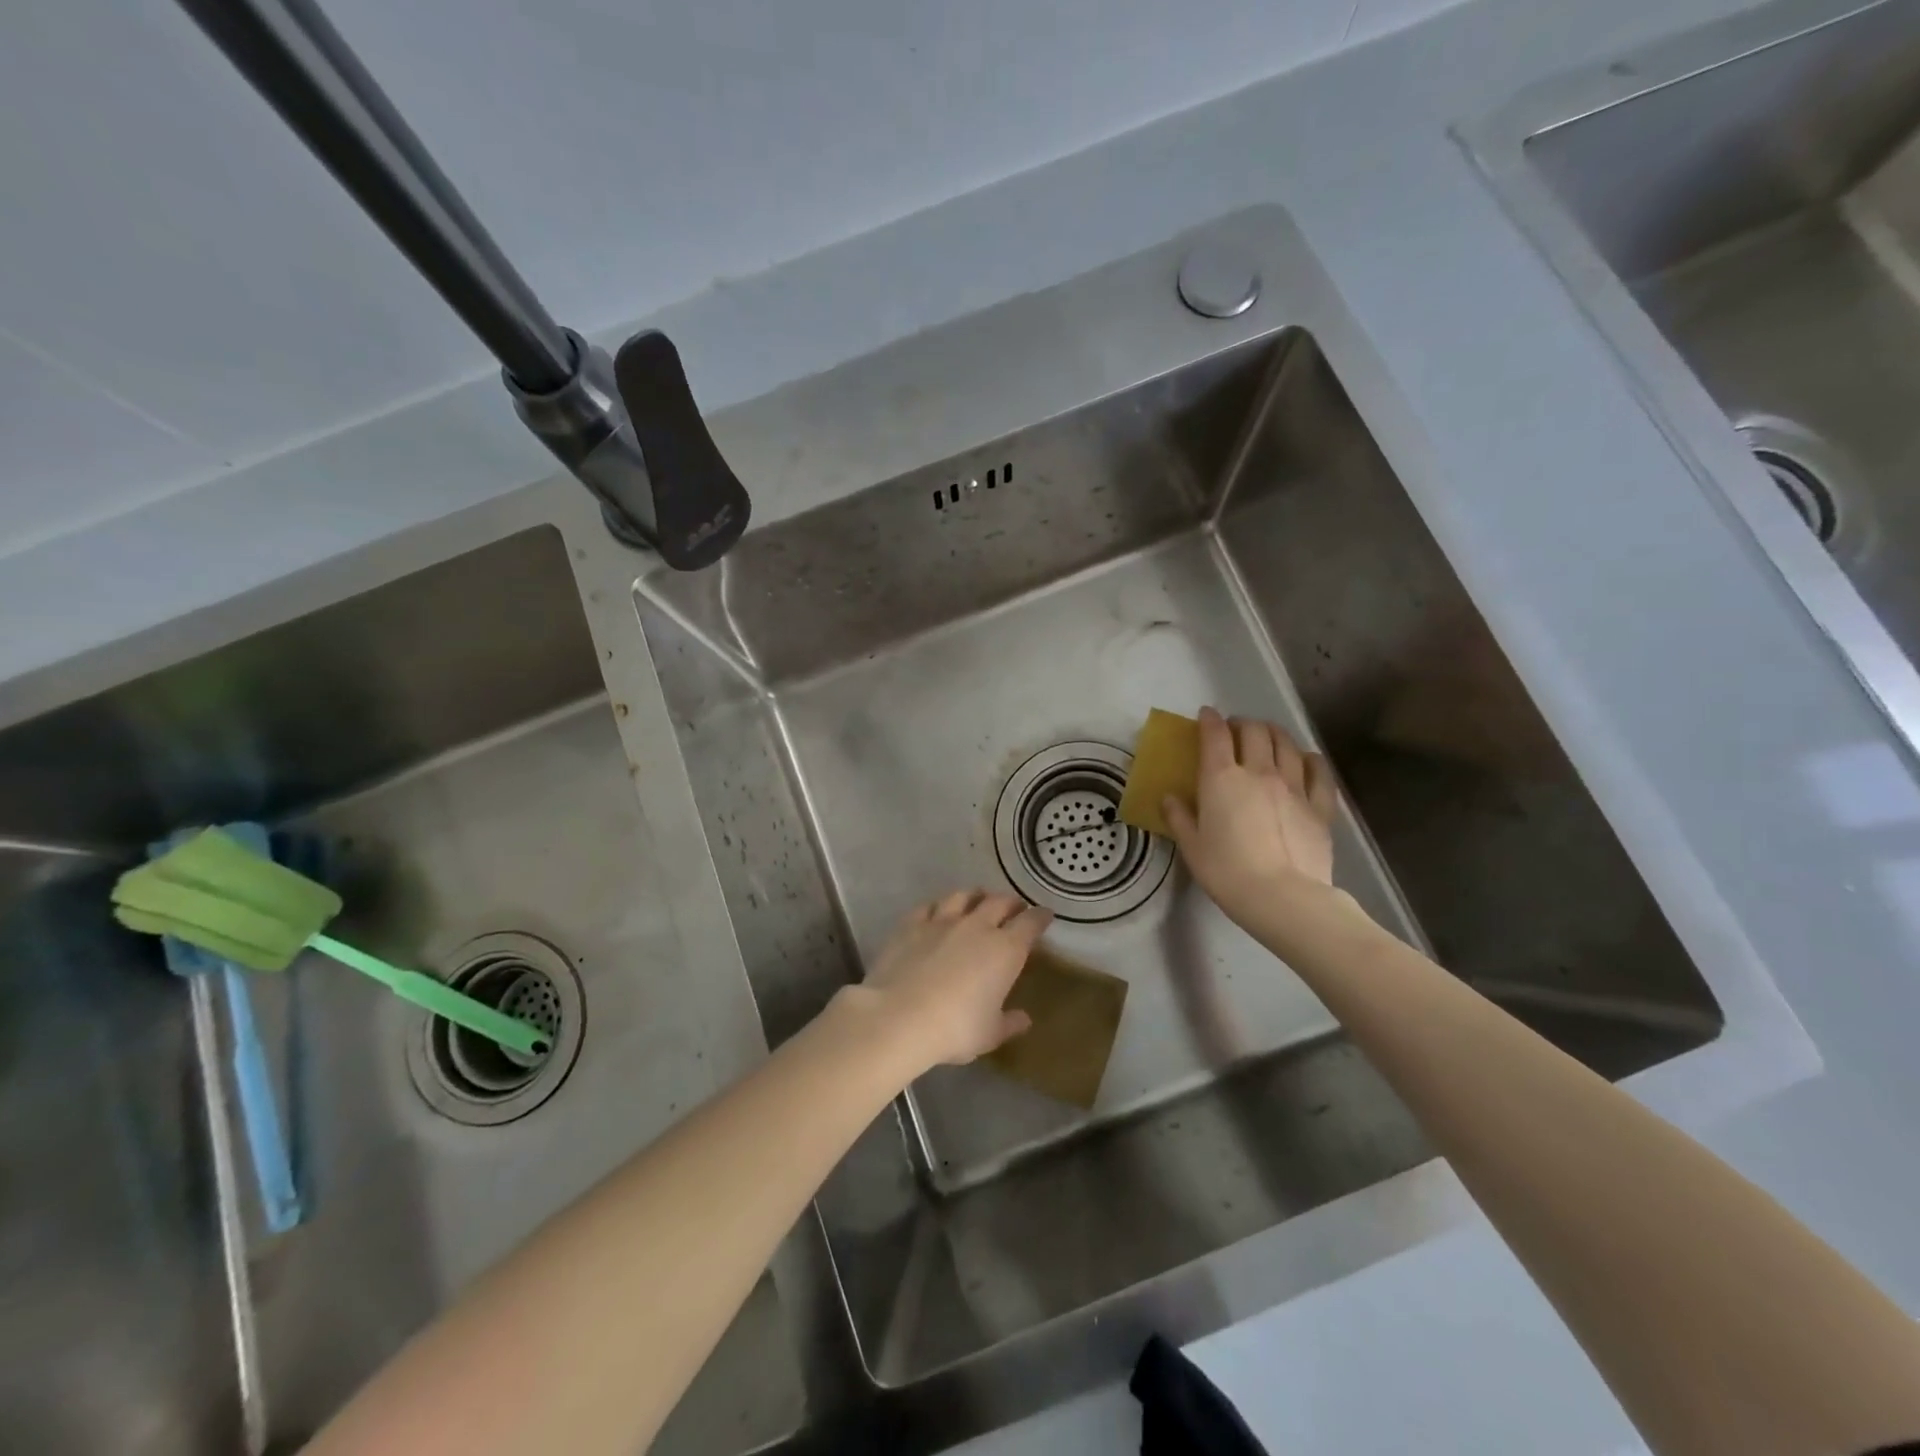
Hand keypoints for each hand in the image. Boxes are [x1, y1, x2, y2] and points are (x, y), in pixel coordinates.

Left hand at [860, 891, 1050, 1068]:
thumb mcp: (989, 1034)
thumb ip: (1009, 1023)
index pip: (1030, 923)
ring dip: (976, 896)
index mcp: (1005, 950)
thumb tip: (1024, 1019)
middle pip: (999, 902)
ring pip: (964, 896)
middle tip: (1014, 908)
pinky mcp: (912, 923)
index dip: (1040, 917)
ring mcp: (942, 920)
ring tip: (978, 900)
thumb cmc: (955, 1028)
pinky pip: (929, 906)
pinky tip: (937, 911)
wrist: (899, 1017)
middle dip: (1011, 903)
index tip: (1045, 916)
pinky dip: (939, 906)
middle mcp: (977, 926)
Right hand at [1163, 708, 1339, 926]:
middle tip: (1235, 731)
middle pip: (1254, 731)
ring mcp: (1293, 786)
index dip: (1209, 720)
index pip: (1214, 735)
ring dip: (1274, 733)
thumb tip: (1169, 798)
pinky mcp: (1320, 805)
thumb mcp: (1191, 847)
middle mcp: (1258, 772)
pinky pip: (1318, 771)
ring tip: (1267, 738)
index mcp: (1221, 779)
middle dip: (1243, 724)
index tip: (1206, 715)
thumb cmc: (1227, 872)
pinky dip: (1310, 759)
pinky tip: (1305, 759)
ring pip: (1286, 744)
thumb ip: (1179, 817)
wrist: (1283, 898)